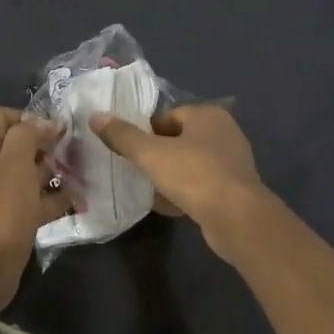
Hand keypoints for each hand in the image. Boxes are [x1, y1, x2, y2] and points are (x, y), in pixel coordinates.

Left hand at [0, 106, 70, 314]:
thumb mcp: (12, 169)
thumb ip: (25, 138)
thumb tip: (44, 123)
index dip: (22, 116)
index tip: (49, 131)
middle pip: (16, 144)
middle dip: (45, 144)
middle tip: (71, 153)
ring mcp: (1, 198)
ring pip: (30, 173)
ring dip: (55, 172)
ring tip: (82, 176)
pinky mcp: (14, 222)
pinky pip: (37, 202)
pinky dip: (57, 200)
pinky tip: (79, 203)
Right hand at [91, 105, 271, 257]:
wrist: (236, 217)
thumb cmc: (194, 175)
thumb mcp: (151, 154)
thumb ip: (123, 136)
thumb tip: (96, 116)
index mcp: (208, 115)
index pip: (167, 117)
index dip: (145, 132)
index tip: (128, 151)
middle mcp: (224, 133)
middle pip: (179, 140)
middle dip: (156, 155)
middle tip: (134, 170)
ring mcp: (231, 162)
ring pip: (189, 165)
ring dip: (168, 176)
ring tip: (146, 189)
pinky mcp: (233, 189)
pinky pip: (200, 186)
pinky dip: (184, 193)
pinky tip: (166, 207)